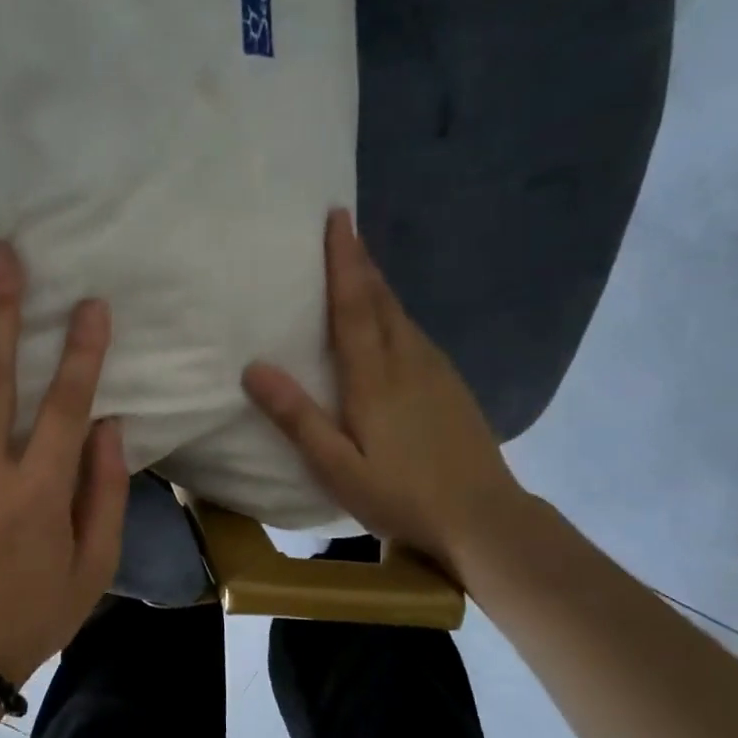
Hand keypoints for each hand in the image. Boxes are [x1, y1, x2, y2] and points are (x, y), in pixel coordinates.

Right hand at [242, 210, 528, 576]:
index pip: (354, 305)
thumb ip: (297, 418)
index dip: (344, 260)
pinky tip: (390, 321)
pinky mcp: (451, 385)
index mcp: (375, 377)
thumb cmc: (402, 496)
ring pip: (401, 314)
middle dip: (361, 261)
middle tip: (344, 228)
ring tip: (359, 265)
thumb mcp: (338, 467)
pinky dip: (395, 312)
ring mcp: (436, 371)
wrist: (484, 519)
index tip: (337, 218)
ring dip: (378, 284)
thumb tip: (253, 367)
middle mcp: (408, 361)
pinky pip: (415, 333)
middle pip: (381, 299)